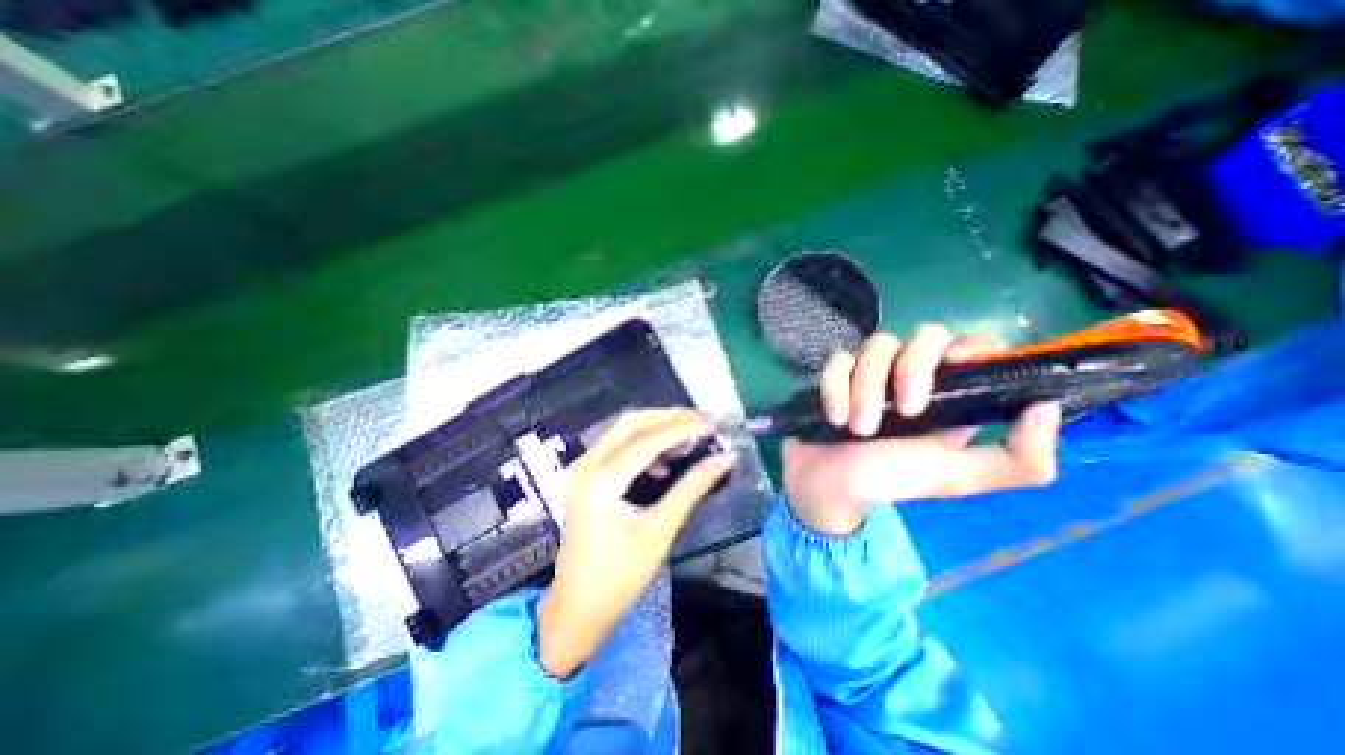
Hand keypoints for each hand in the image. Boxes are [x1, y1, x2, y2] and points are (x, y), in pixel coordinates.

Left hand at [538, 409, 733, 675]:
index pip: (647, 441)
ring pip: (623, 429)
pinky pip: (618, 444)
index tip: (712, 422)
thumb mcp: (660, 531)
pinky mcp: (586, 474)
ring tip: (690, 433)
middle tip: (702, 421)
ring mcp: (582, 468)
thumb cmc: (619, 577)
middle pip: (631, 423)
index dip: (682, 428)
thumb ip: (692, 488)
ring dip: (657, 426)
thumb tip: (723, 459)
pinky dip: (644, 441)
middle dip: (668, 417)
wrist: (576, 607)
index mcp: (600, 482)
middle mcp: (586, 465)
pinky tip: (664, 458)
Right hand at [790, 325, 1060, 535]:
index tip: (958, 363)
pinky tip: (835, 416)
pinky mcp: (838, 373)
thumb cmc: (887, 480)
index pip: (974, 347)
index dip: (972, 345)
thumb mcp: (953, 478)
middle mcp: (913, 375)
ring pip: (878, 345)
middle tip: (905, 410)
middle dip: (914, 368)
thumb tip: (1046, 407)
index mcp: (951, 397)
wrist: (825, 485)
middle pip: (926, 335)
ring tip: (859, 428)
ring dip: (867, 387)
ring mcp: (872, 371)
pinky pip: (839, 359)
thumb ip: (1015, 461)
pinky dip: (835, 386)